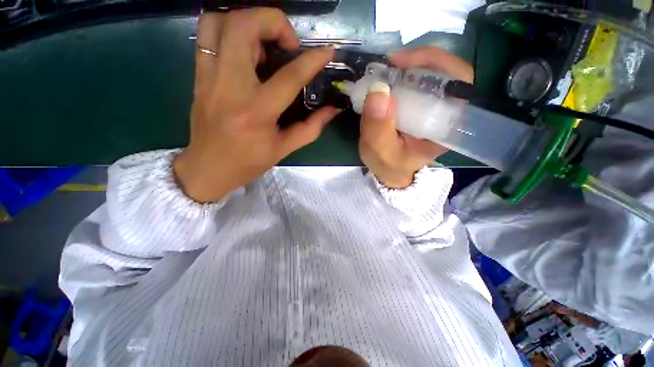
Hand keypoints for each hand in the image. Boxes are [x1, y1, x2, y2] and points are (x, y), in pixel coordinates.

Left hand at [173, 9, 338, 201]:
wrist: (208, 168)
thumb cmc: (249, 162)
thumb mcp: (284, 149)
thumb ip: (311, 128)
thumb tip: (332, 110)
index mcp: (257, 112)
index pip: (289, 76)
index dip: (312, 60)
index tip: (327, 51)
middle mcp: (230, 87)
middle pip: (243, 27)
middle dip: (273, 21)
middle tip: (287, 43)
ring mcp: (209, 78)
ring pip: (218, 22)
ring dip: (247, 21)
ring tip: (263, 44)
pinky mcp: (198, 77)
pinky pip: (206, 36)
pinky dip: (228, 31)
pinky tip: (244, 52)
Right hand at [359, 47, 473, 188]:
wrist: (390, 171)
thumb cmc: (388, 165)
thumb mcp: (380, 151)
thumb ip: (378, 127)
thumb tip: (378, 90)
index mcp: (446, 126)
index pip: (459, 83)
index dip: (435, 63)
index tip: (400, 63)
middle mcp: (447, 113)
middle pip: (447, 73)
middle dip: (418, 62)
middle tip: (389, 64)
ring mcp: (435, 109)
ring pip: (433, 75)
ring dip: (409, 67)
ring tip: (386, 71)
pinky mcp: (423, 107)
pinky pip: (418, 83)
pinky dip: (403, 76)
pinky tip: (389, 80)